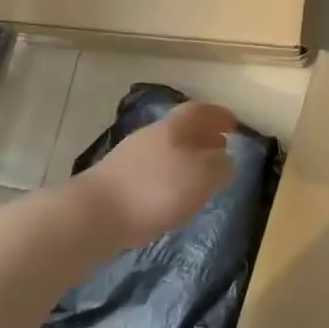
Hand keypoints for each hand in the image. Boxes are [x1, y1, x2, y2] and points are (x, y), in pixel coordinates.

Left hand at [74, 101, 237, 252]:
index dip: (218, 115)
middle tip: (222, 148)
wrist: (94, 216)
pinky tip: (173, 197)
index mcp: (173, 128)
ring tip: (201, 176)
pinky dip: (169, 177)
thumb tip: (225, 160)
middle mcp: (150, 136)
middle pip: (181, 129)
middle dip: (203, 137)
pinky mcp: (116, 182)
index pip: (199, 111)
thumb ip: (219, 166)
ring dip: (186, 158)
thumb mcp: (201, 177)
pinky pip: (153, 171)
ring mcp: (130, 158)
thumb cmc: (155, 191)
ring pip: (166, 150)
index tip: (234, 124)